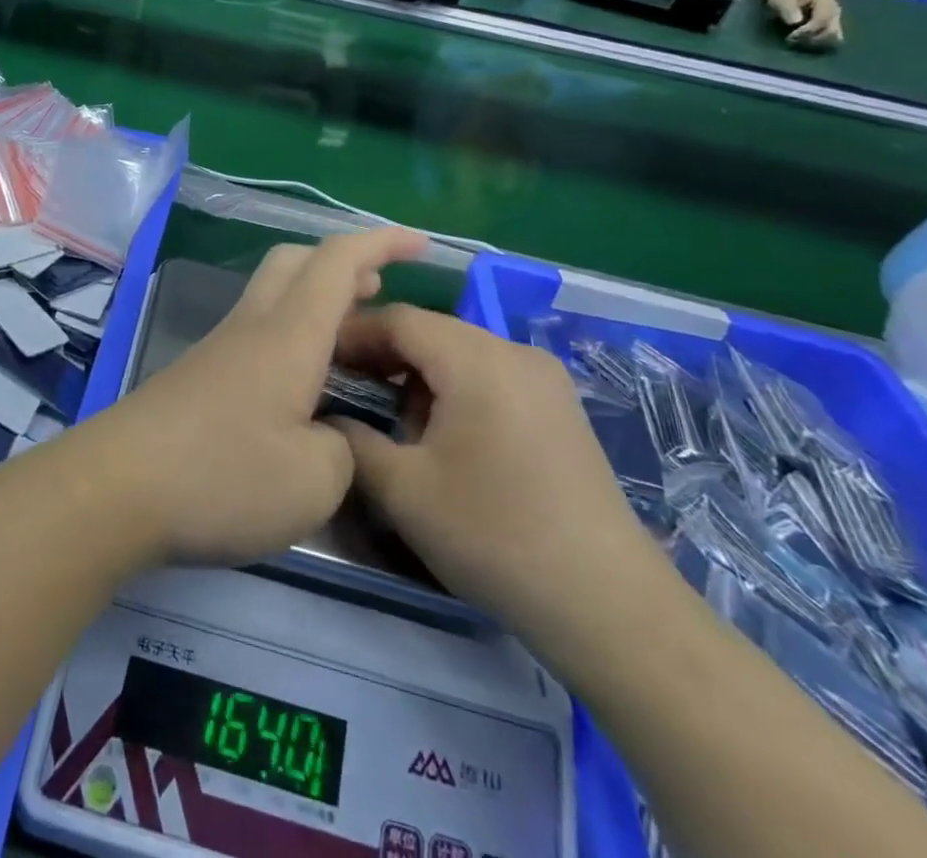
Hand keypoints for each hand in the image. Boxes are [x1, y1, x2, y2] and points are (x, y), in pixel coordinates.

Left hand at [78, 228, 425, 567]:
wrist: (115, 488)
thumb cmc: (220, 476)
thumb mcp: (314, 481)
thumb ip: (342, 450)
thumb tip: (329, 433)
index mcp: (288, 335)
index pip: (338, 262)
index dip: (382, 243)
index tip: (422, 243)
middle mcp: (252, 326)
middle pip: (294, 261)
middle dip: (342, 263)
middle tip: (380, 292)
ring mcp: (219, 348)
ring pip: (271, 294)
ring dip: (314, 300)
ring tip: (349, 341)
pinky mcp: (198, 375)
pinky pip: (255, 331)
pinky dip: (290, 334)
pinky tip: (300, 385)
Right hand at [329, 306, 662, 645]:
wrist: (611, 607)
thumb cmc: (496, 536)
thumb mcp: (403, 490)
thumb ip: (350, 440)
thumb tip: (325, 416)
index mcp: (478, 359)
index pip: (398, 319)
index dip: (351, 334)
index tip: (315, 363)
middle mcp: (514, 352)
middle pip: (430, 331)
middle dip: (380, 355)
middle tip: (344, 390)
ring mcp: (544, 379)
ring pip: (459, 353)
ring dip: (415, 374)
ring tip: (389, 418)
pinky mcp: (559, 408)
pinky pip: (489, 375)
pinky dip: (452, 389)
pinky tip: (440, 435)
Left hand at [765, 0, 843, 50]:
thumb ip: (788, 8)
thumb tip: (796, 21)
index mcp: (826, 1)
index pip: (823, 20)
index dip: (808, 30)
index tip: (791, 36)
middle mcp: (835, 11)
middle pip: (832, 31)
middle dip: (812, 38)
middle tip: (792, 39)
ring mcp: (835, 19)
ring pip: (833, 37)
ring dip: (815, 42)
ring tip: (796, 41)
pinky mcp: (831, 26)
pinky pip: (830, 39)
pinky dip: (818, 43)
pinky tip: (802, 42)